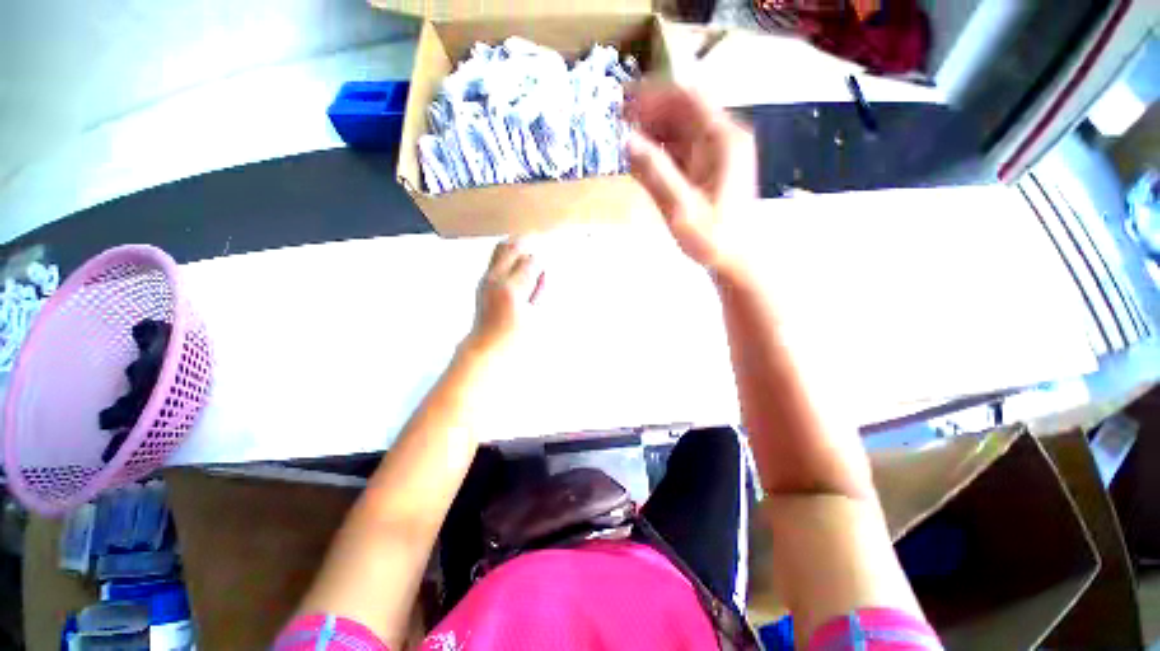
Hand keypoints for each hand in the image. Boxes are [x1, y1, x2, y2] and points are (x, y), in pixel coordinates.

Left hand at [465, 239, 543, 356]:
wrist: (486, 345)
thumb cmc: (513, 336)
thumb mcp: (533, 314)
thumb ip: (538, 289)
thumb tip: (540, 271)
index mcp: (512, 289)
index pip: (531, 262)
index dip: (541, 263)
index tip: (546, 267)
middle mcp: (496, 279)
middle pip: (512, 246)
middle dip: (528, 243)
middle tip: (539, 242)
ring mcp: (486, 279)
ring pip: (502, 248)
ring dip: (517, 247)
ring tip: (529, 249)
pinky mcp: (483, 281)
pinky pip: (497, 259)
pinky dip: (509, 256)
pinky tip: (518, 263)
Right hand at [626, 83, 756, 277]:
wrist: (737, 259)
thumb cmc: (713, 237)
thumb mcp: (681, 208)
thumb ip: (655, 173)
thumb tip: (626, 140)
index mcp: (723, 139)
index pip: (687, 98)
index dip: (654, 95)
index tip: (624, 102)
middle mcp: (724, 137)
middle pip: (684, 109)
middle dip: (651, 110)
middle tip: (618, 119)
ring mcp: (719, 152)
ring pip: (683, 128)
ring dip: (654, 129)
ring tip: (626, 137)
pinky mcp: (711, 167)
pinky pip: (684, 148)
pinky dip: (663, 148)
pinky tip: (643, 158)